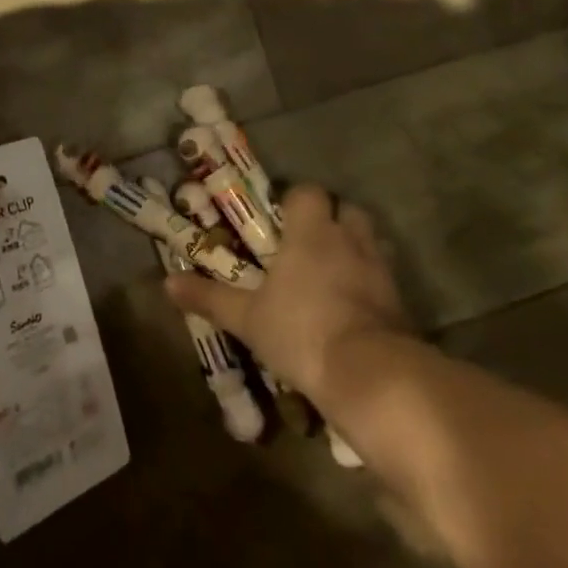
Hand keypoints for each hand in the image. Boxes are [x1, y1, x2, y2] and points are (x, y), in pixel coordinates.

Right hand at [165, 184, 408, 401]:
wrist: (370, 375)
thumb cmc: (301, 331)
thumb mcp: (247, 318)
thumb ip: (210, 297)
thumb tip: (167, 283)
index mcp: (310, 232)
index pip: (308, 192)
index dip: (295, 200)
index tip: (281, 219)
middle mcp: (347, 239)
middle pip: (346, 209)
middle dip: (331, 219)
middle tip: (309, 243)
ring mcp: (379, 268)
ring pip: (369, 241)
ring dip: (354, 248)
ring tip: (332, 273)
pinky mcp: (400, 300)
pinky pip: (383, 277)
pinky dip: (370, 284)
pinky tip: (353, 307)